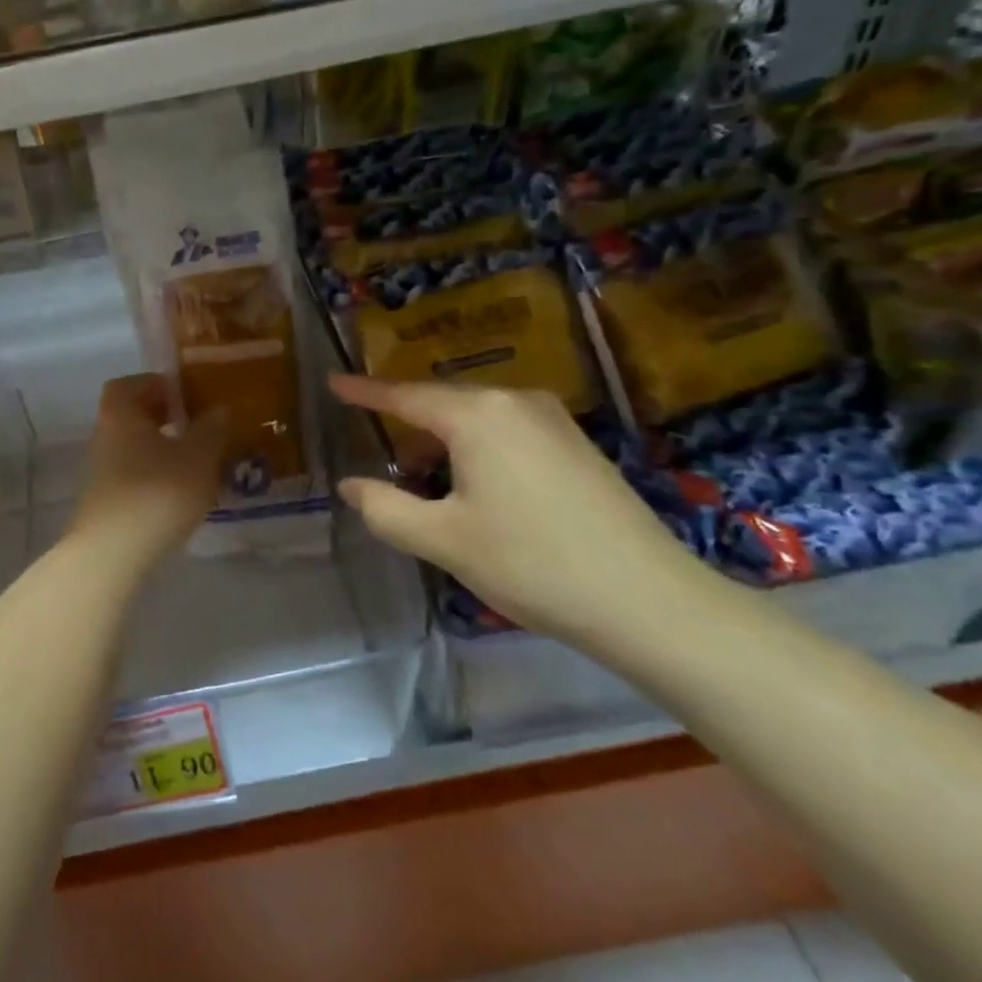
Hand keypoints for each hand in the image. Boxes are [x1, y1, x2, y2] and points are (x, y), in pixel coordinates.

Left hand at [69, 375, 230, 565]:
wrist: (113, 554)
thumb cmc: (158, 491)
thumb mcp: (199, 456)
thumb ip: (212, 429)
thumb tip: (219, 410)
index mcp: (121, 413)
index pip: (130, 384)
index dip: (157, 385)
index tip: (186, 396)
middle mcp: (104, 437)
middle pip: (132, 417)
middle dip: (164, 418)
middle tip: (198, 428)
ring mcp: (101, 472)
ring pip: (134, 449)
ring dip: (162, 450)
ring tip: (198, 464)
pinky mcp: (106, 503)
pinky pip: (133, 477)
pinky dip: (155, 477)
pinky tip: (181, 494)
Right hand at [330, 375, 712, 644]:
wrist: (648, 599)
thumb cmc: (531, 563)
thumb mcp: (443, 540)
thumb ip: (386, 509)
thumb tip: (351, 485)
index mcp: (477, 415)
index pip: (405, 395)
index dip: (365, 392)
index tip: (334, 382)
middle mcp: (515, 402)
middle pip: (442, 404)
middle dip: (406, 426)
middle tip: (377, 451)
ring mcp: (552, 420)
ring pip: (476, 420)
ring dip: (442, 444)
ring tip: (421, 481)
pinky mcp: (575, 445)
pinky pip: (506, 433)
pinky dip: (475, 451)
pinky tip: (472, 489)